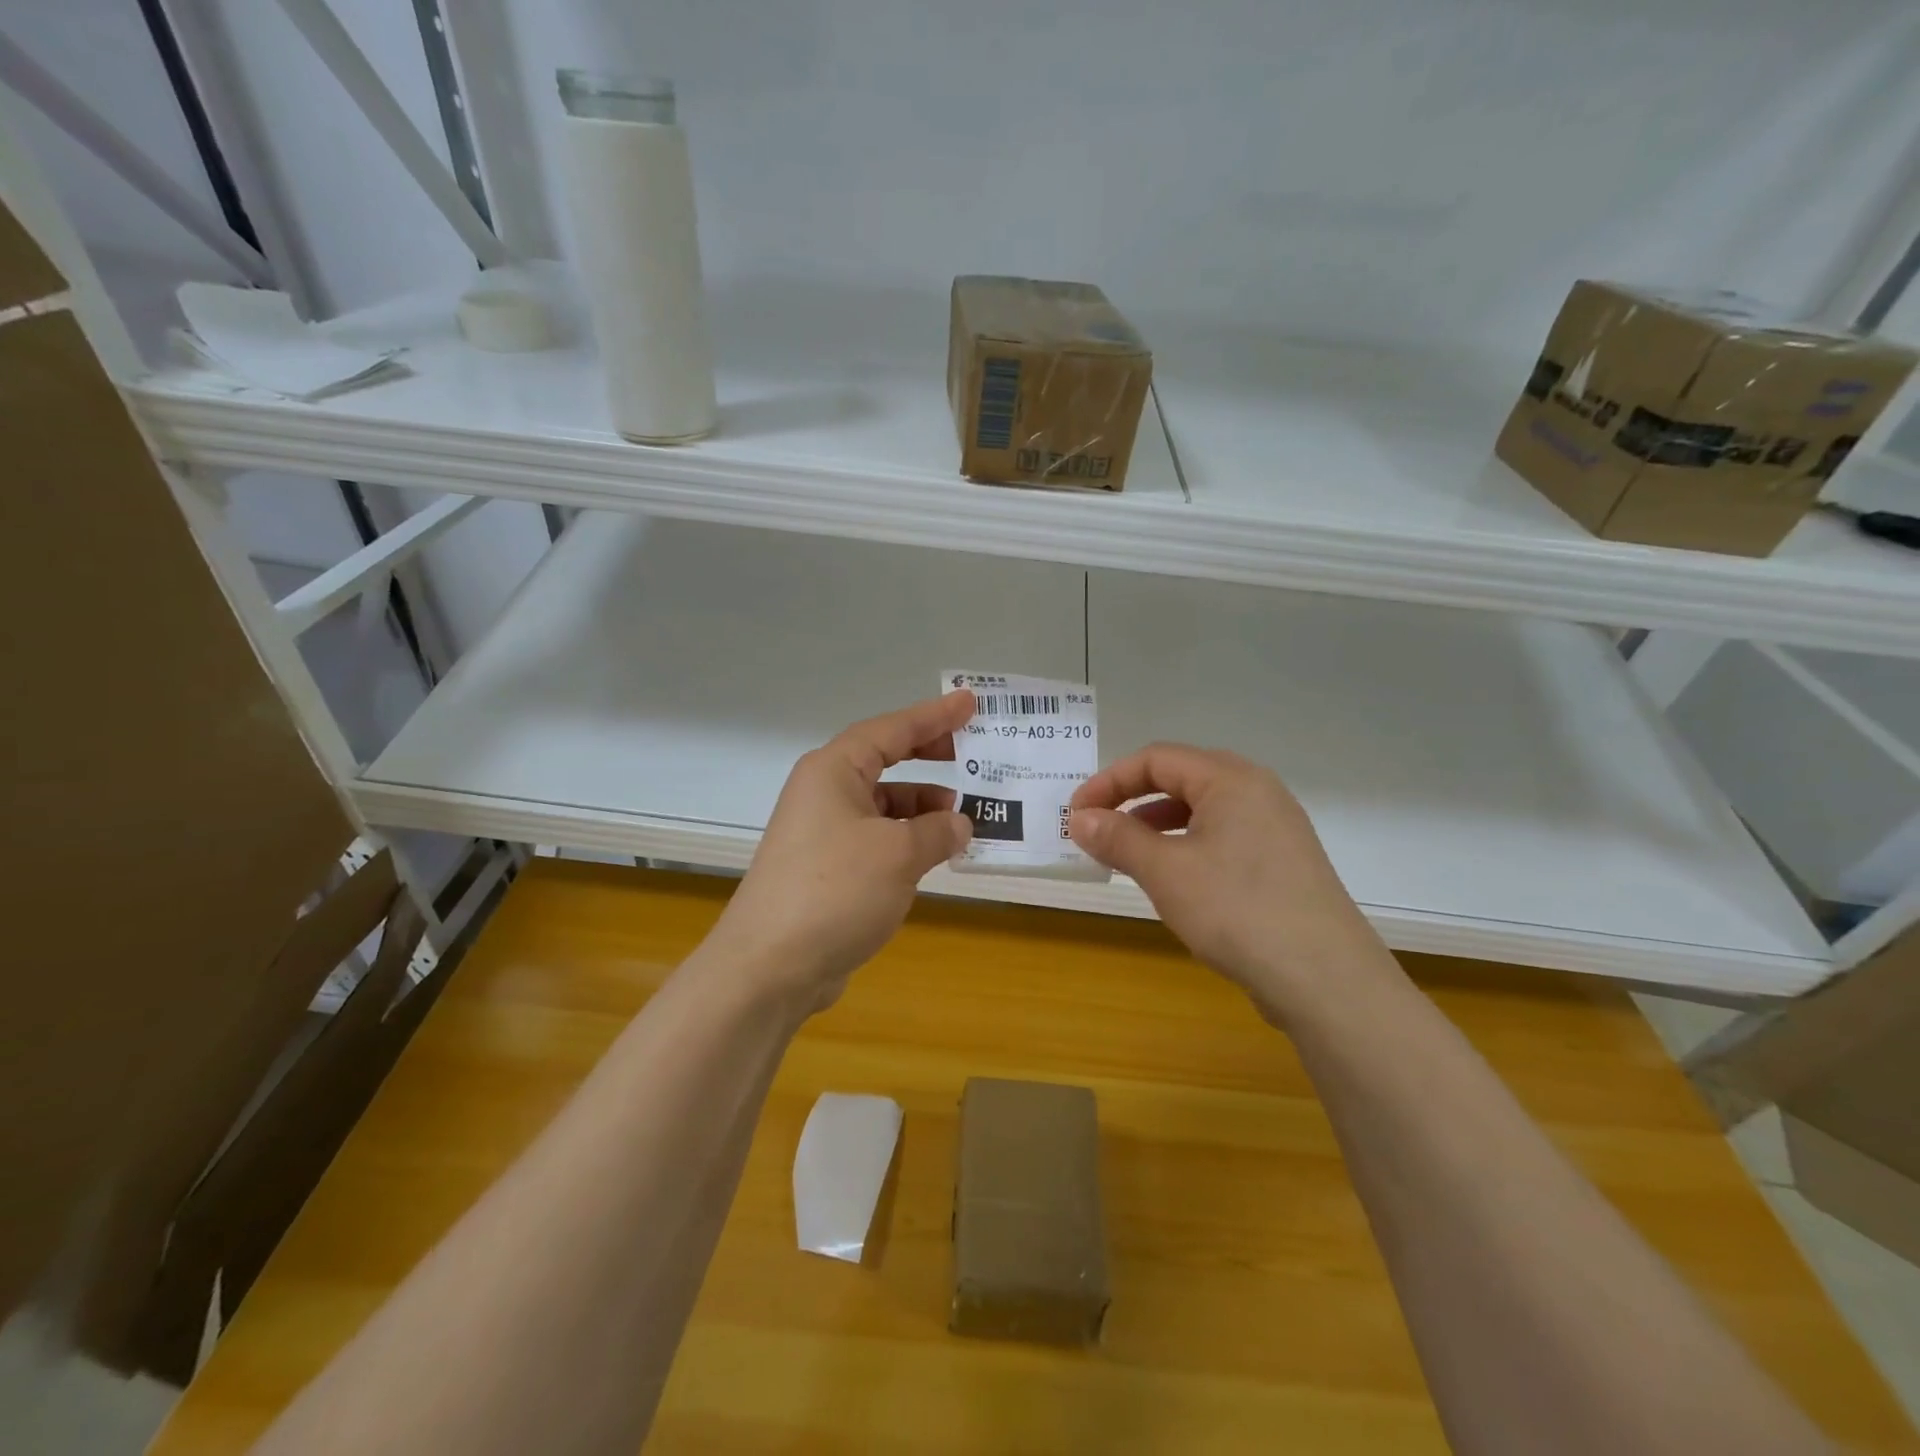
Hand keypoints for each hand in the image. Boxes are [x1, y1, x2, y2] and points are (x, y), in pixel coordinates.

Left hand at [711, 691, 975, 1010]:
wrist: (770, 967)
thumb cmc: (835, 891)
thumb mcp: (898, 854)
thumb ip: (937, 831)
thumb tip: (959, 823)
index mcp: (834, 770)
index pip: (892, 729)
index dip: (934, 715)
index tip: (970, 702)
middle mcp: (825, 792)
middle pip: (885, 759)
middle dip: (929, 756)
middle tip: (971, 753)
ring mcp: (823, 832)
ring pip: (883, 804)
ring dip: (922, 807)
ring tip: (963, 818)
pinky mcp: (828, 868)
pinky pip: (878, 838)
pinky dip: (908, 839)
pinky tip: (934, 855)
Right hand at [1069, 744, 1396, 1018]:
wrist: (1326, 980)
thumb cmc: (1238, 910)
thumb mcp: (1166, 872)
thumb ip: (1118, 838)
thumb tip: (1079, 818)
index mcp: (1231, 779)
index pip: (1157, 759)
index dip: (1109, 781)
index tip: (1076, 814)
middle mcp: (1258, 792)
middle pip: (1181, 778)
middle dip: (1131, 799)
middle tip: (1097, 828)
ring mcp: (1276, 828)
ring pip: (1202, 810)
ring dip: (1156, 825)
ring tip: (1126, 855)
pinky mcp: (1283, 863)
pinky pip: (1222, 837)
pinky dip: (1186, 846)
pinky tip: (1172, 879)